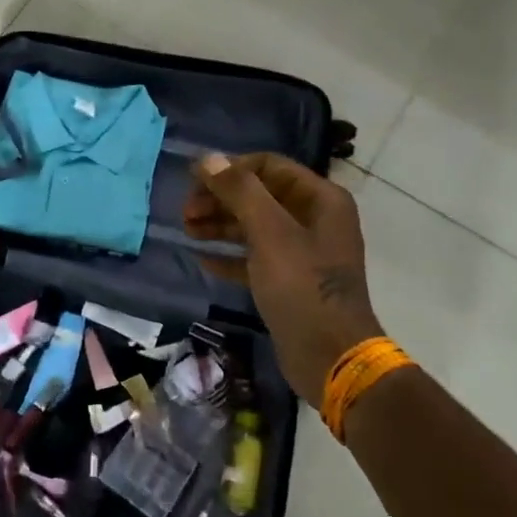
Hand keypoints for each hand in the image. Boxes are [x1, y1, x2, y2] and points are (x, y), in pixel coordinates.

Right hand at [182, 153, 379, 405]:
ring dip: (219, 224)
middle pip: (259, 195)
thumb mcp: (270, 234)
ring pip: (253, 226)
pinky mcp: (288, 281)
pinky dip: (229, 254)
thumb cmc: (302, 288)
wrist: (331, 357)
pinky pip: (253, 257)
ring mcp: (302, 252)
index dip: (231, 169)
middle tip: (185, 211)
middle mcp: (313, 219)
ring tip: (187, 231)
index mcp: (320, 200)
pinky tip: (203, 259)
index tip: (195, 182)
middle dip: (220, 199)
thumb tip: (208, 159)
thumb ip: (240, 192)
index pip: (269, 166)